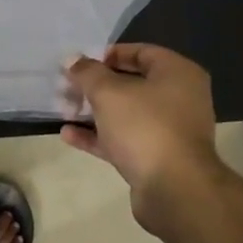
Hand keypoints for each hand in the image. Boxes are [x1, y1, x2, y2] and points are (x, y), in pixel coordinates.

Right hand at [62, 44, 232, 233]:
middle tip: (67, 86)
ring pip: (126, 114)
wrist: (174, 190)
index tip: (81, 63)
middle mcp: (179, 99)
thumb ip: (87, 72)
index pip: (141, 52)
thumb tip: (72, 59)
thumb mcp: (108, 91)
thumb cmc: (144, 126)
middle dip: (95, 86)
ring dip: (93, 111)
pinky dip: (98, 136)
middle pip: (131, 84)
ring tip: (62, 109)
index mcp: (178, 74)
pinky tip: (68, 134)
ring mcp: (169, 131)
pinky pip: (124, 139)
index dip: (108, 54)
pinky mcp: (157, 158)